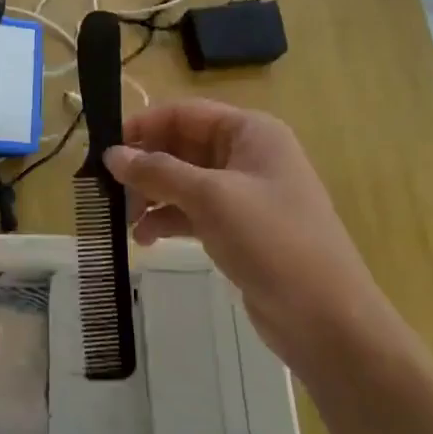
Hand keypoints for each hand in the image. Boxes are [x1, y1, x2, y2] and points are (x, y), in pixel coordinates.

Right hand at [102, 99, 380, 349]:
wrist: (327, 320)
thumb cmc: (272, 241)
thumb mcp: (210, 198)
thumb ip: (157, 172)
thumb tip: (112, 154)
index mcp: (250, 132)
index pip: (184, 114)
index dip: (143, 127)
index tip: (104, 150)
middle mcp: (247, 155)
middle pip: (181, 146)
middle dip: (145, 166)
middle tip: (108, 189)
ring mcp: (244, 194)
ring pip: (184, 181)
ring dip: (152, 196)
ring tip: (123, 220)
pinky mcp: (240, 229)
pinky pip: (193, 211)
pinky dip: (168, 219)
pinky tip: (144, 239)